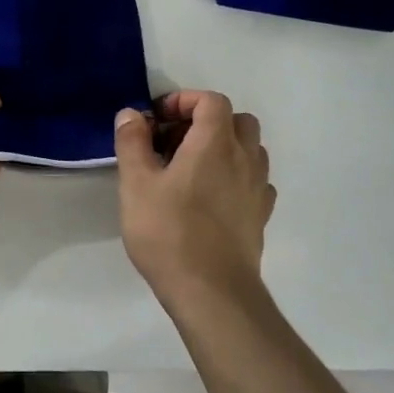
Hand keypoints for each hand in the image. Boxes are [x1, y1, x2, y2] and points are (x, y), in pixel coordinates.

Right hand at [113, 90, 275, 302]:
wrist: (212, 292)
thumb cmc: (168, 232)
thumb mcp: (136, 184)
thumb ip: (132, 142)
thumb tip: (132, 114)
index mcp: (215, 144)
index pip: (211, 101)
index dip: (184, 100)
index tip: (158, 120)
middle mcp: (244, 159)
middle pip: (238, 120)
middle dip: (206, 121)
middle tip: (174, 142)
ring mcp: (258, 189)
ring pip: (250, 150)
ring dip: (224, 147)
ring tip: (192, 169)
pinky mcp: (261, 216)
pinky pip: (255, 181)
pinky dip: (236, 176)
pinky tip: (212, 197)